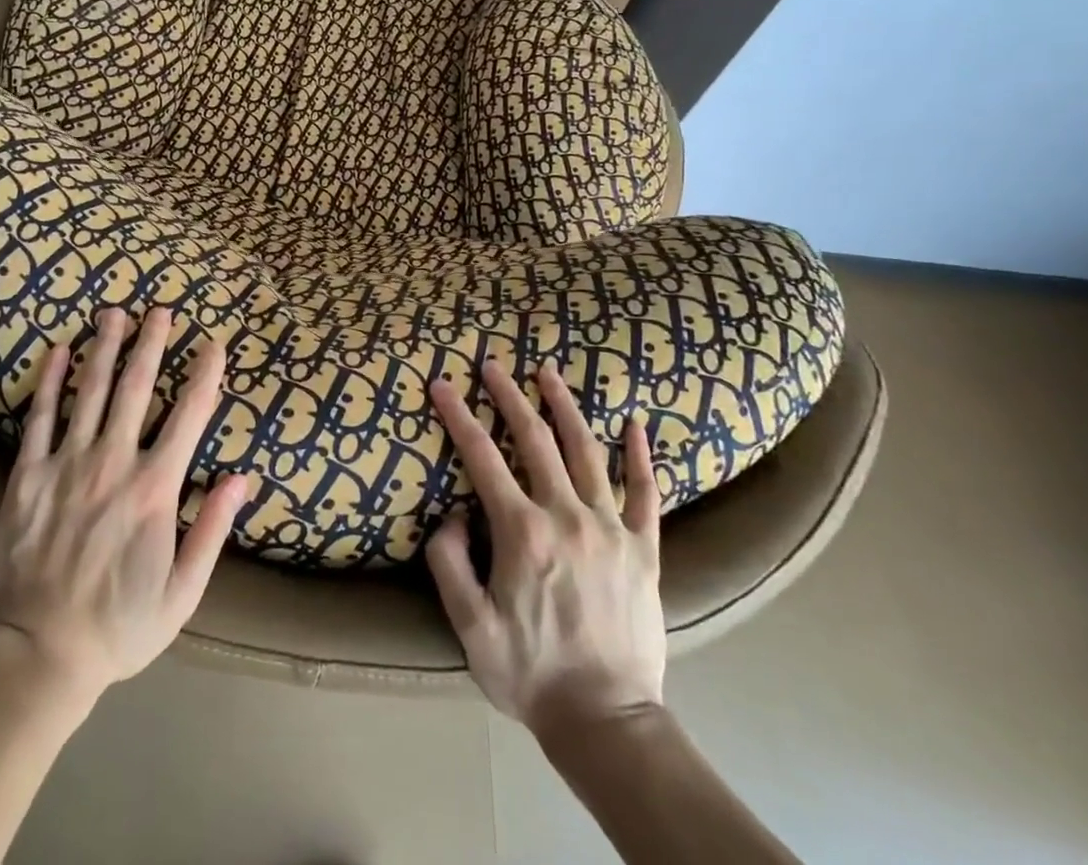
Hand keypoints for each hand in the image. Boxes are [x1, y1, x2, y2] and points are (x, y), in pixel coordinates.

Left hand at [0, 308, 246, 707]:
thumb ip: (213, 529)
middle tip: (161, 308)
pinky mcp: (26, 476)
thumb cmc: (118, 627)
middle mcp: (113, 463)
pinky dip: (50, 381)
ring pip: (90, 391)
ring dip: (105, 347)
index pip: (188, 416)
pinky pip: (40, 418)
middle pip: (136, 388)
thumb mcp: (182, 592)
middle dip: (152, 343)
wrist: (36, 657)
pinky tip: (58, 350)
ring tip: (114, 312)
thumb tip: (242, 477)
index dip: (205, 375)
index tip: (214, 344)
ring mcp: (66, 465)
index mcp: (154, 489)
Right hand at [426, 360, 664, 730]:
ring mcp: (611, 529)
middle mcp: (567, 516)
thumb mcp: (469, 625)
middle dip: (509, 396)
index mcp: (523, 532)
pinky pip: (645, 493)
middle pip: (535, 439)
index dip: (458, 416)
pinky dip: (640, 455)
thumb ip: (449, 561)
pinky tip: (634, 423)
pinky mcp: (645, 549)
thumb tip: (454, 514)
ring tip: (549, 373)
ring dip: (565, 407)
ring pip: (587, 451)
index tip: (441, 385)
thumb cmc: (530, 673)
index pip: (482, 457)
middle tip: (492, 365)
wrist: (607, 723)